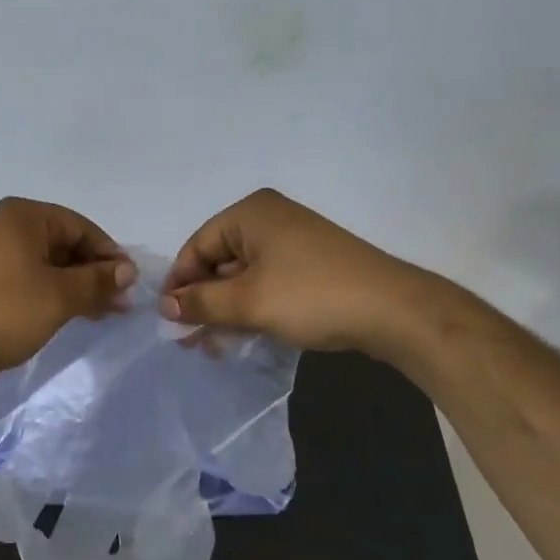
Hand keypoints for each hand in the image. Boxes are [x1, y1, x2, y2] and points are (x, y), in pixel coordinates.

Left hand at [0, 198, 135, 377]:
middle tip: (119, 305)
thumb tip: (127, 270)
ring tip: (99, 314)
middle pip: (62, 243)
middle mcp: (5, 225)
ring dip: (74, 286)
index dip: (109, 255)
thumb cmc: (3, 310)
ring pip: (44, 263)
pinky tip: (66, 314)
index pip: (81, 226)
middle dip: (93, 273)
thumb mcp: (59, 296)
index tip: (130, 285)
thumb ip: (96, 280)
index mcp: (24, 215)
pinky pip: (25, 277)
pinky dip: (49, 293)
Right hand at [160, 189, 413, 352]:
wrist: (394, 311)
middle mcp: (270, 219)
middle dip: (203, 299)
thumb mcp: (248, 302)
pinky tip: (243, 335)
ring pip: (243, 275)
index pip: (198, 245)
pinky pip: (268, 282)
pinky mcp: (311, 264)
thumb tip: (165, 305)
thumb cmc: (311, 296)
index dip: (180, 282)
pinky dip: (252, 306)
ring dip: (225, 309)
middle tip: (188, 338)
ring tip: (213, 345)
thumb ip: (201, 303)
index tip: (169, 319)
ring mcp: (294, 241)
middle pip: (219, 259)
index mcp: (251, 213)